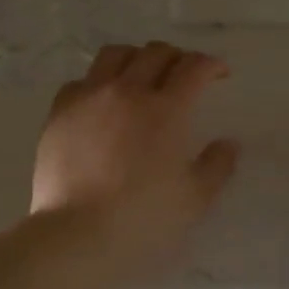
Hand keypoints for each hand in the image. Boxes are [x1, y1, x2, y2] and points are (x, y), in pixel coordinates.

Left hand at [32, 42, 239, 279]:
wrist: (76, 235)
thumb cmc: (142, 220)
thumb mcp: (194, 200)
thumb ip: (217, 166)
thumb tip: (228, 144)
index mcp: (166, 110)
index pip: (193, 67)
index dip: (211, 65)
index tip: (219, 74)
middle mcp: (127, 91)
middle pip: (155, 52)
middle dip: (176, 57)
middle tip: (183, 75)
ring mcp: (89, 98)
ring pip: (114, 54)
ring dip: (135, 58)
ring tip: (140, 76)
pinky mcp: (59, 112)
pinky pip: (80, 81)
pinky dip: (97, 83)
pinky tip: (100, 102)